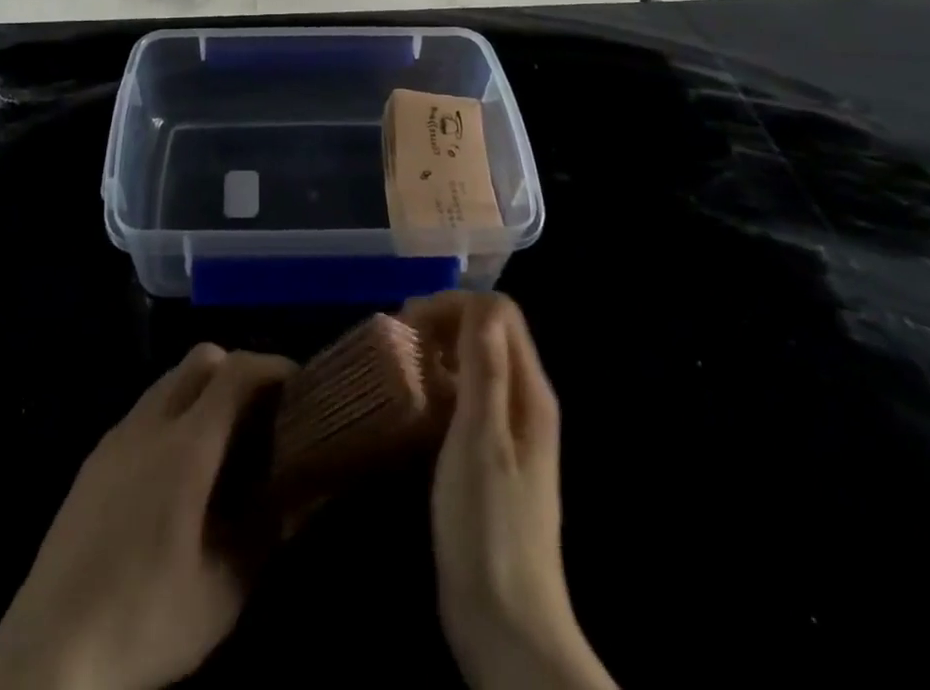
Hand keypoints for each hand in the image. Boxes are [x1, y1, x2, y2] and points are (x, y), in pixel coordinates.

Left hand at [0, 343, 295, 689]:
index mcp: (186, 446)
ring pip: (170, 380)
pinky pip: (145, 409)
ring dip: (204, 390)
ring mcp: (116, 436)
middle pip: (202, 359)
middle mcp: (150, 423)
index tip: (300, 385)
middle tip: (263, 414)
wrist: (46, 653)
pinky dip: (174, 413)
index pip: (237, 371)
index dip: (273, 366)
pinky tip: (178, 472)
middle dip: (239, 370)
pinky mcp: (94, 457)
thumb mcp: (223, 591)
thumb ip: (269, 532)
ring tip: (225, 443)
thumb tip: (307, 492)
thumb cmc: (144, 621)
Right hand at [402, 292, 616, 689]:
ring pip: (477, 362)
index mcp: (530, 392)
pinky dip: (441, 384)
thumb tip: (480, 305)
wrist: (507, 625)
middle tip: (399, 340)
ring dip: (440, 350)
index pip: (499, 313)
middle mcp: (525, 401)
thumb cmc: (488, 527)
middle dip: (444, 321)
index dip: (454, 305)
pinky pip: (468, 396)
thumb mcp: (480, 440)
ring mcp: (510, 430)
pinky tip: (414, 404)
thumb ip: (485, 369)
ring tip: (400, 365)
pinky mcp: (491, 456)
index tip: (410, 324)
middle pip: (489, 331)